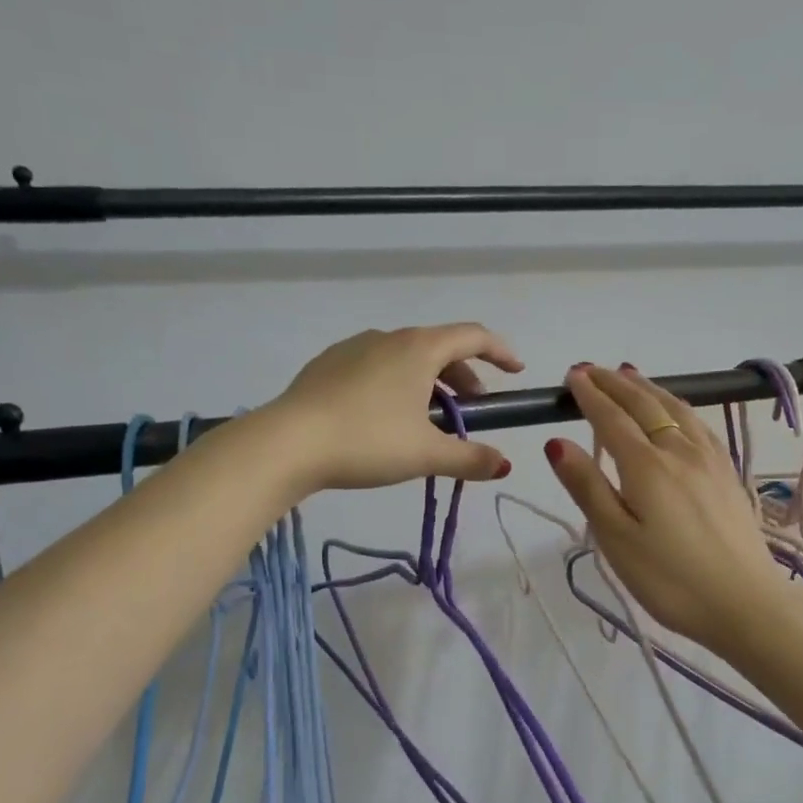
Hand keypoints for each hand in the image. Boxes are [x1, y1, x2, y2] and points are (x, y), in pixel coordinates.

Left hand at [270, 323, 523, 491]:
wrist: (287, 443)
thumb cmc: (367, 441)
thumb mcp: (426, 455)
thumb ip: (471, 459)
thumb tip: (504, 466)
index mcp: (419, 348)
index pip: (473, 336)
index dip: (501, 352)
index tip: (515, 372)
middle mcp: (388, 337)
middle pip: (440, 348)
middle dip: (464, 376)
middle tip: (472, 410)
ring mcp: (353, 348)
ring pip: (406, 358)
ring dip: (429, 382)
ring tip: (428, 419)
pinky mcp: (327, 365)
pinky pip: (376, 367)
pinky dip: (396, 384)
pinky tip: (384, 419)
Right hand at [544, 364, 790, 653]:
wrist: (746, 603)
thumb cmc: (670, 579)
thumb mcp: (616, 539)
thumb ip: (587, 487)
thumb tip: (556, 442)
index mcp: (646, 467)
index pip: (611, 419)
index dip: (589, 396)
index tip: (571, 376)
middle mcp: (679, 452)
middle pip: (644, 406)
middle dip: (614, 383)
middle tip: (591, 369)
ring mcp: (709, 460)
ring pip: (675, 409)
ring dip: (647, 388)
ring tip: (629, 374)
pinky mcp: (728, 473)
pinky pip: (697, 424)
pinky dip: (677, 405)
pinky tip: (676, 410)